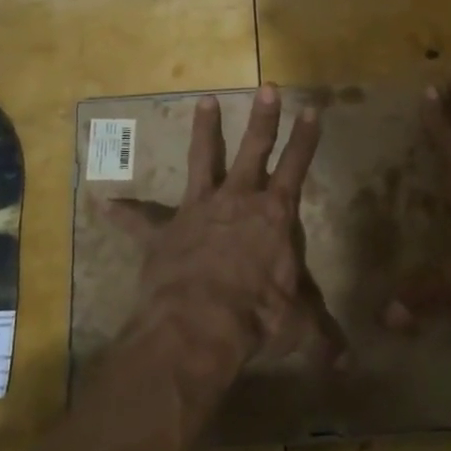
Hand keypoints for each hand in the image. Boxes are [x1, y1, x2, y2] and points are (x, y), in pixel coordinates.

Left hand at [108, 86, 343, 369]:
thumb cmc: (257, 318)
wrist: (198, 326)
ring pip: (202, 161)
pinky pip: (140, 221)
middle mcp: (237, 202)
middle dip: (263, 119)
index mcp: (274, 216)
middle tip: (267, 86)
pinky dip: (123, 213)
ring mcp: (198, 212)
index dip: (306, 139)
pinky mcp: (164, 233)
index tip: (312, 109)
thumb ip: (322, 337)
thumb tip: (348, 364)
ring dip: (204, 131)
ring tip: (204, 99)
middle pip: (253, 150)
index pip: (296, 167)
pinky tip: (102, 202)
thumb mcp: (298, 327)